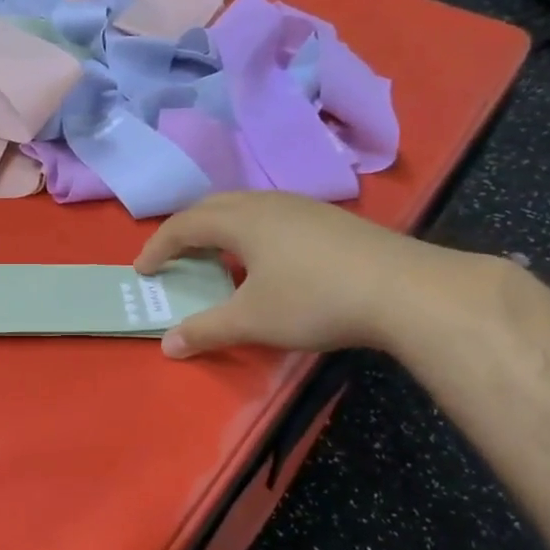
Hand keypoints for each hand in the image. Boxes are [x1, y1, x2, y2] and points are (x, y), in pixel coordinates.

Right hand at [134, 192, 443, 357]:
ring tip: (214, 256)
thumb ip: (205, 330)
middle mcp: (267, 202)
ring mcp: (302, 207)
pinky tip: (265, 260)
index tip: (142, 270)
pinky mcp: (329, 220)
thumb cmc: (315, 300)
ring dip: (219, 229)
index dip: (158, 247)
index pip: (184, 225)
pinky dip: (250, 232)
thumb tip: (167, 346)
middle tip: (173, 257)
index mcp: (240, 220)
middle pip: (212, 207)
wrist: (407, 290)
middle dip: (185, 231)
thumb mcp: (252, 320)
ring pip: (245, 207)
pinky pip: (272, 216)